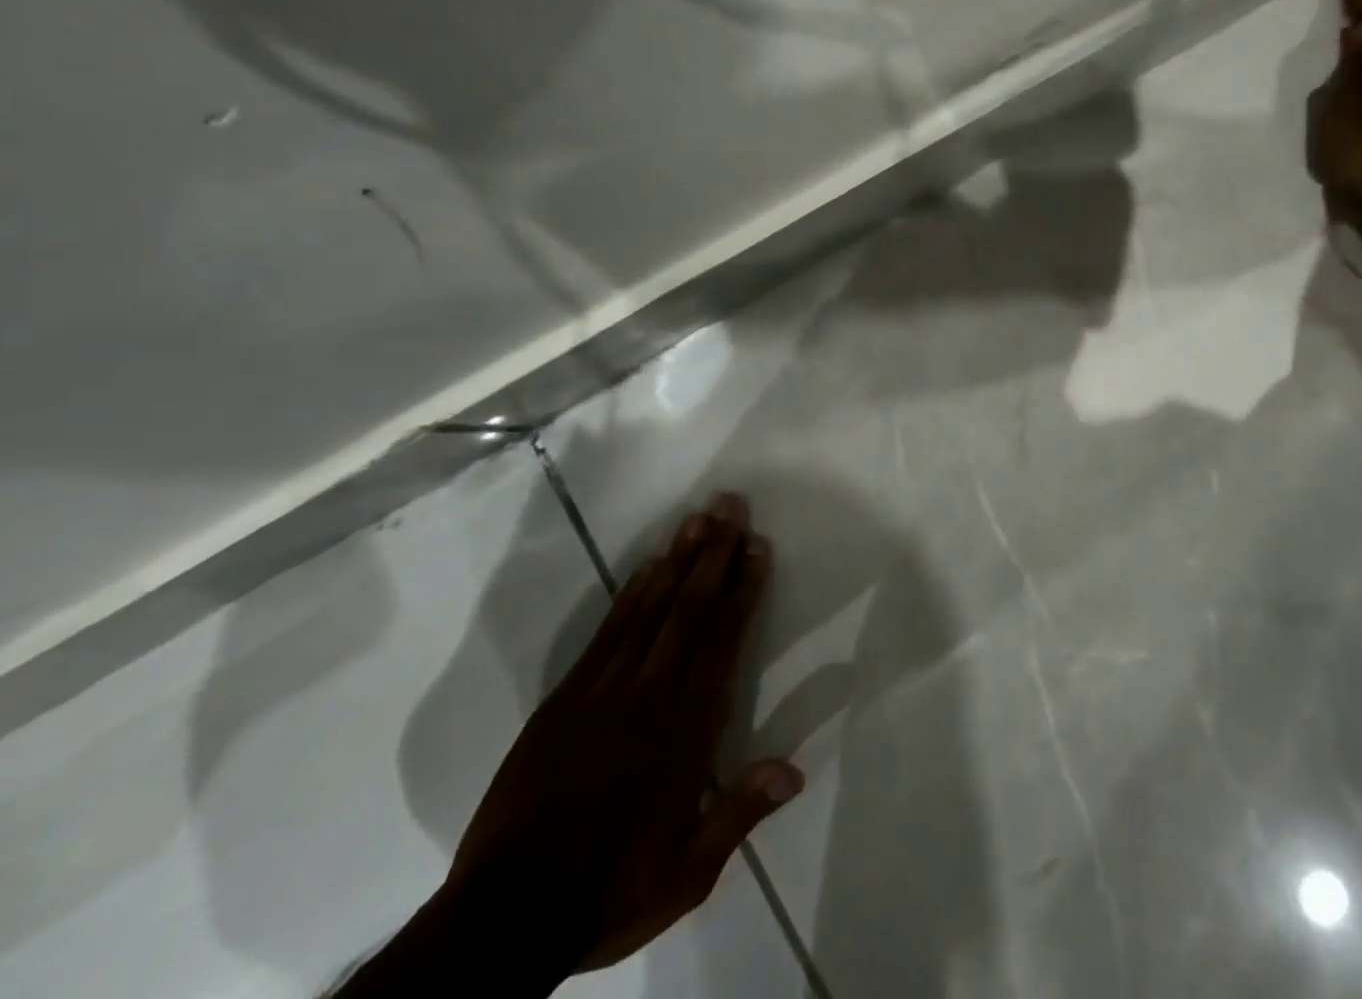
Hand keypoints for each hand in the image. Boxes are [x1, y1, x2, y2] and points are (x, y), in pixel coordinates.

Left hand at [445, 492, 802, 973]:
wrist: (503, 918)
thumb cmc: (609, 890)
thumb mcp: (687, 874)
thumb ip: (739, 814)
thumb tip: (794, 768)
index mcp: (685, 732)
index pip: (721, 642)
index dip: (741, 590)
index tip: (756, 546)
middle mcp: (649, 697)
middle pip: (688, 611)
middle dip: (714, 554)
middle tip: (731, 506)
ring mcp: (603, 692)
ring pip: (650, 610)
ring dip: (677, 560)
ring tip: (698, 519)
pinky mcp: (565, 699)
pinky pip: (607, 633)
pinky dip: (631, 594)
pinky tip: (648, 566)